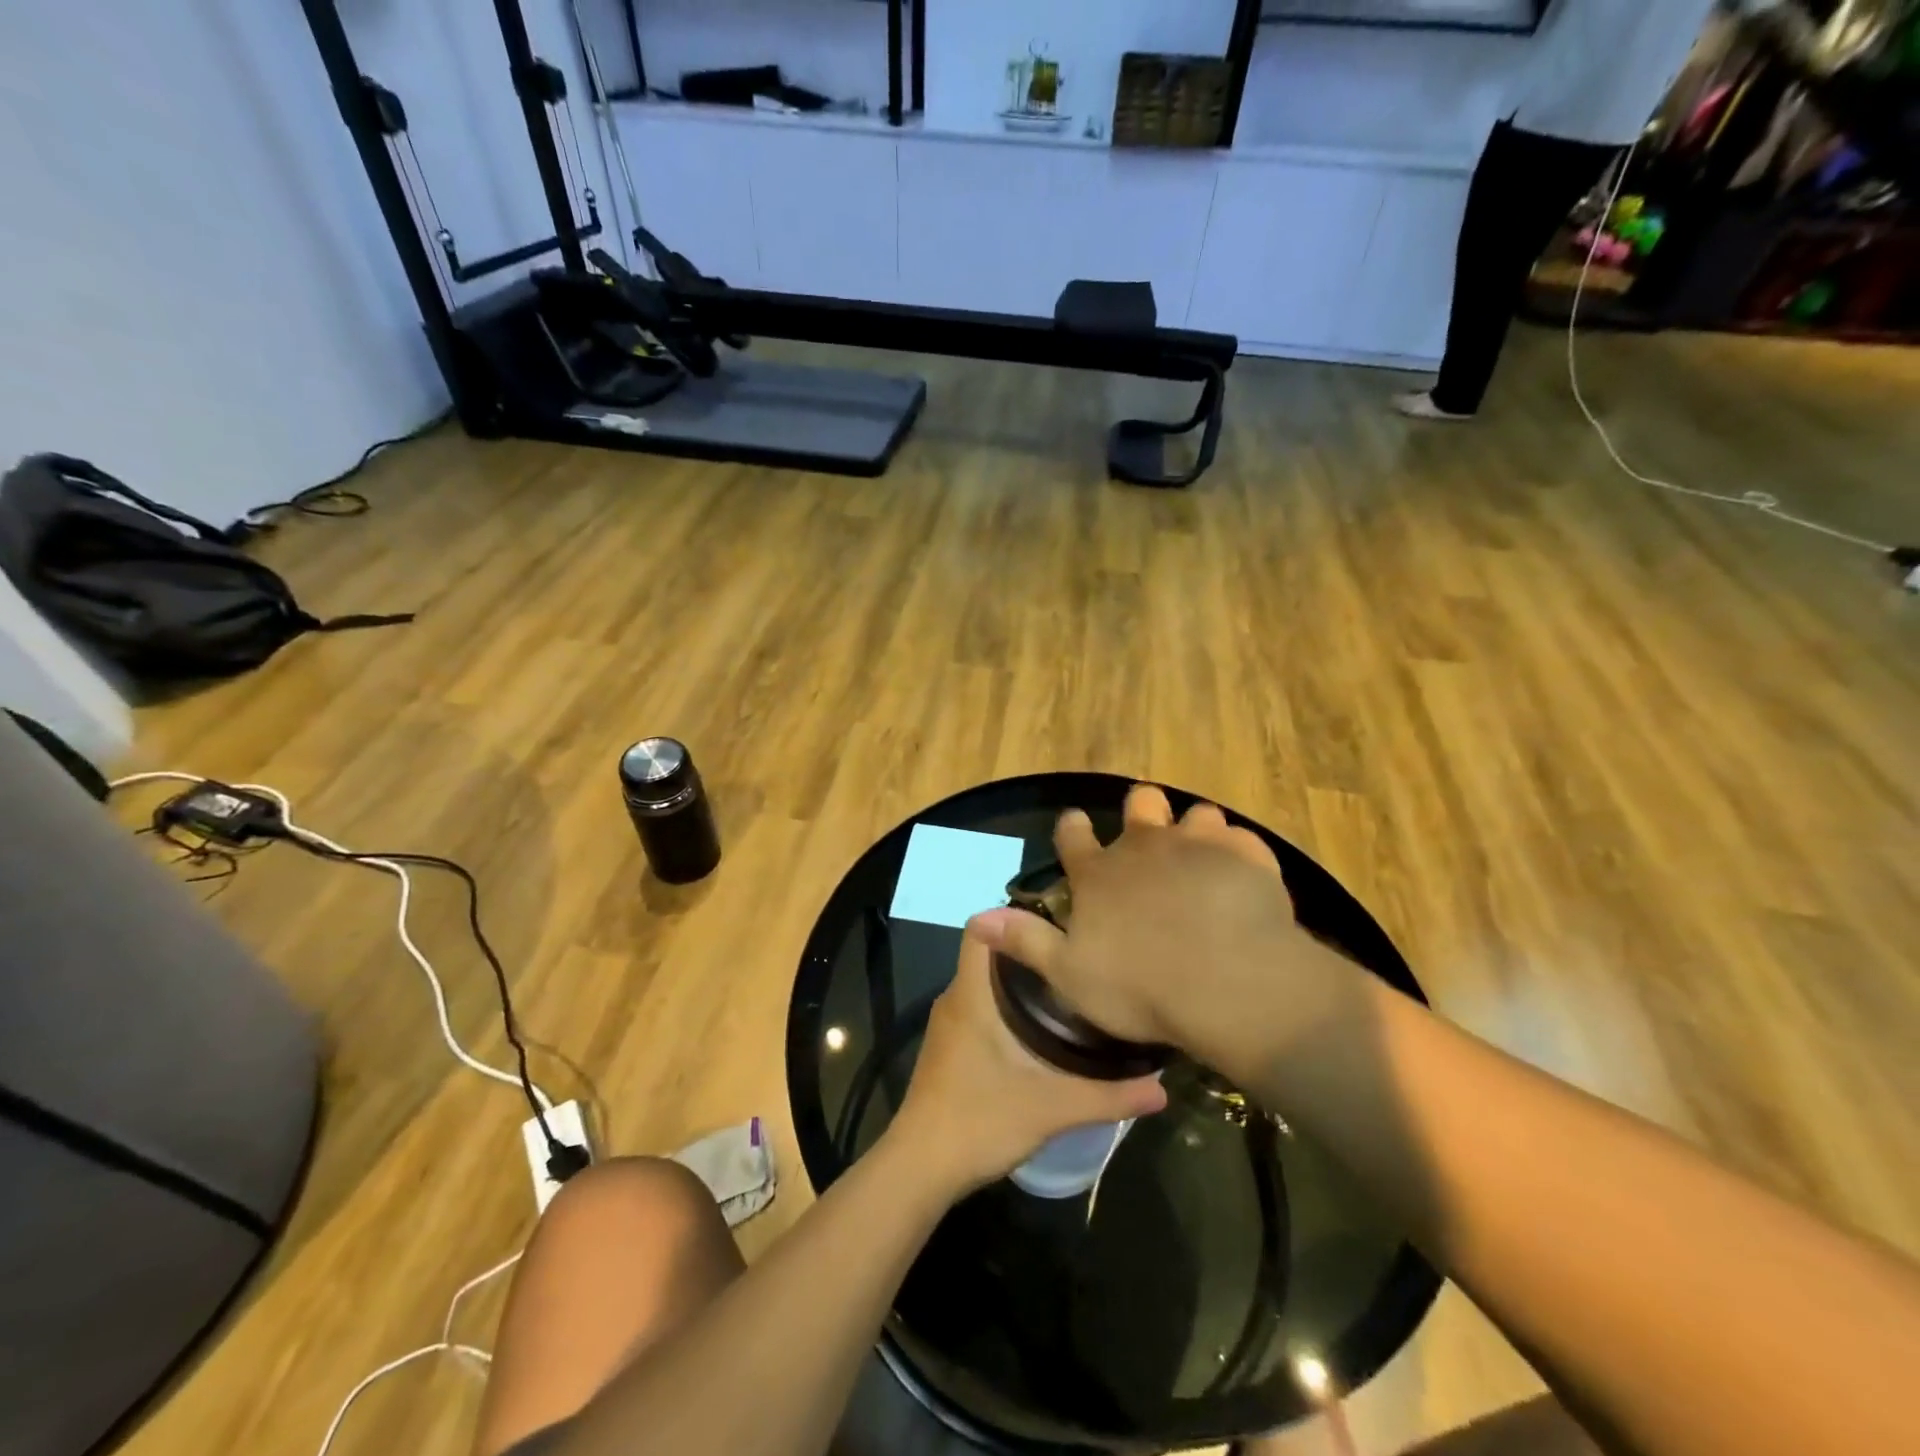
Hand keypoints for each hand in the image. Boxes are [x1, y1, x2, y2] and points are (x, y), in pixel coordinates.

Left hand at [886, 923, 1167, 1196]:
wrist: (921, 1168)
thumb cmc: (979, 1121)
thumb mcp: (1051, 1108)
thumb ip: (1109, 1096)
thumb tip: (1162, 1087)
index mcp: (971, 994)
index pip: (981, 928)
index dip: (1014, 916)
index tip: (1057, 921)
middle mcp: (955, 999)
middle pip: (990, 954)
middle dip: (1030, 949)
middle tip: (1078, 954)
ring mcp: (950, 1024)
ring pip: (985, 982)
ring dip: (1021, 980)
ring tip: (1070, 984)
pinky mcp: (951, 1047)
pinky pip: (980, 1006)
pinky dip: (1008, 1005)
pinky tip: (1042, 1027)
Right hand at [967, 785, 1325, 1057]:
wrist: (1229, 984)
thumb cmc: (1140, 986)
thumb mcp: (1068, 974)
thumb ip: (1024, 940)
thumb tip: (976, 917)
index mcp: (1099, 873)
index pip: (1073, 834)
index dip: (1072, 828)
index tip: (1075, 827)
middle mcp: (1145, 846)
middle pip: (1140, 803)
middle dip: (1142, 810)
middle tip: (1149, 835)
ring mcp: (1199, 845)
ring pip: (1195, 814)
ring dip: (1195, 830)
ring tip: (1202, 858)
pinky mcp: (1246, 856)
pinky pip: (1242, 839)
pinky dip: (1239, 854)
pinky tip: (1243, 876)